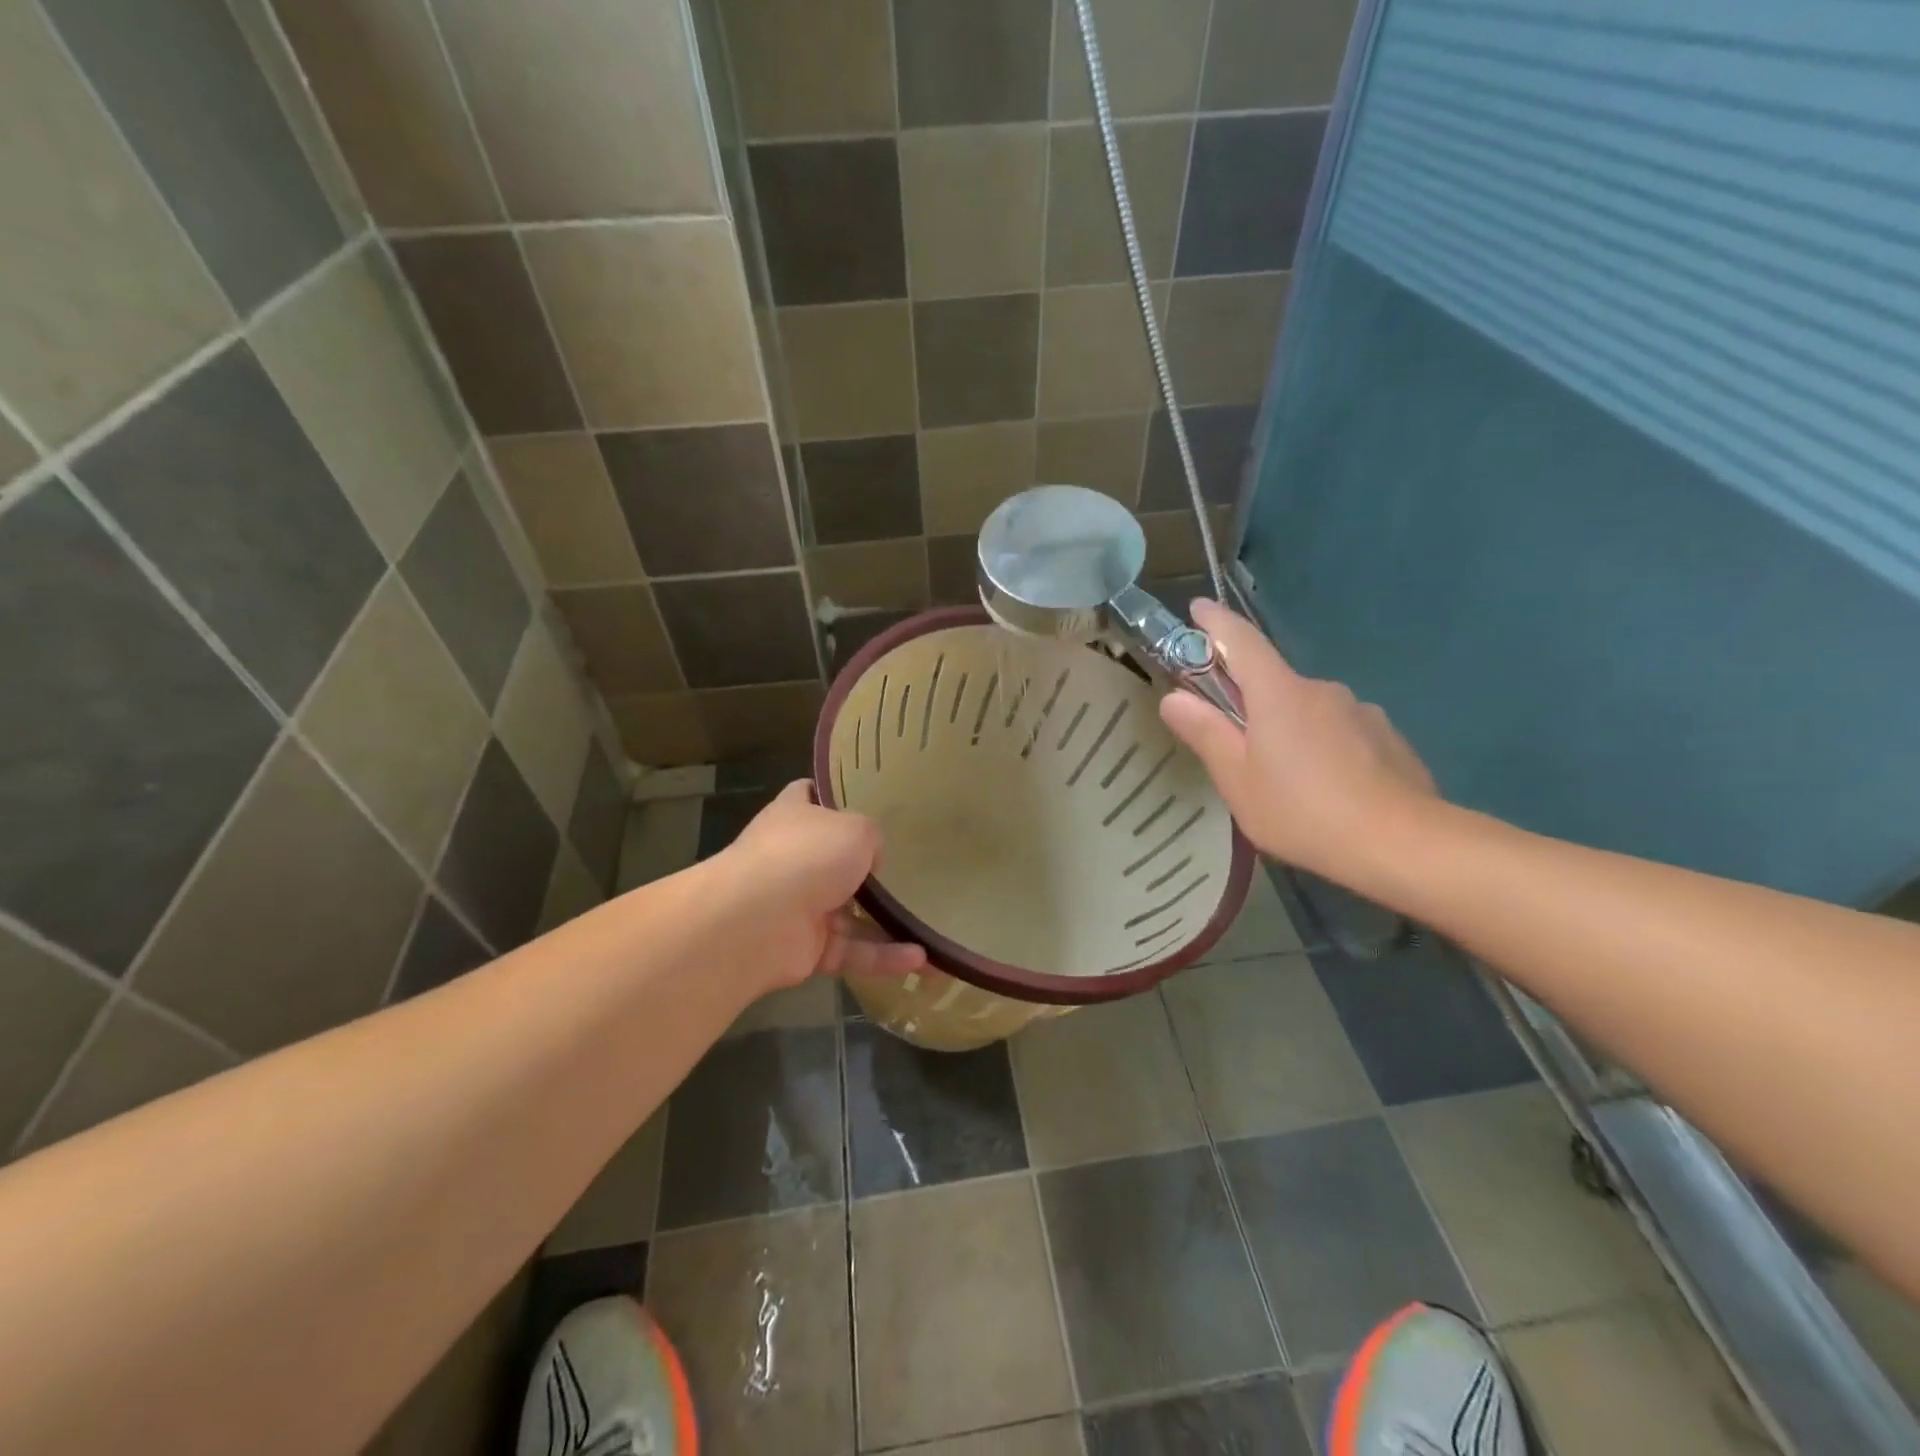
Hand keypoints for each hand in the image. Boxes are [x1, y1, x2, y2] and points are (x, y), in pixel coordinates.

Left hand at [721, 781, 926, 988]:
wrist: (757, 921)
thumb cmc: (807, 856)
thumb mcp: (856, 829)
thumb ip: (870, 837)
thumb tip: (870, 861)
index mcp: (794, 818)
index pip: (807, 796)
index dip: (829, 796)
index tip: (861, 799)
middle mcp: (792, 859)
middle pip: (832, 860)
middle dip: (865, 869)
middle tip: (909, 871)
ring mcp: (795, 906)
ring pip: (849, 915)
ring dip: (887, 925)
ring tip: (929, 932)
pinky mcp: (804, 950)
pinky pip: (850, 950)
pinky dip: (881, 956)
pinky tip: (919, 960)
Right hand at [1160, 600, 1438, 888]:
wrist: (1403, 844)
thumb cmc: (1303, 811)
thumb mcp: (1238, 780)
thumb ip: (1206, 734)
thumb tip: (1174, 698)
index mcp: (1278, 693)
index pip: (1241, 640)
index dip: (1215, 622)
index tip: (1197, 609)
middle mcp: (1321, 689)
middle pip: (1272, 682)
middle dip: (1249, 702)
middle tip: (1235, 745)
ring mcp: (1360, 711)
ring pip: (1308, 711)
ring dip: (1288, 729)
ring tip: (1284, 779)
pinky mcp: (1387, 737)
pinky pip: (1340, 731)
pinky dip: (1323, 747)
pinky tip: (1326, 788)